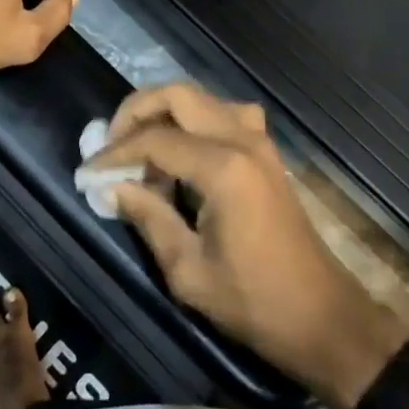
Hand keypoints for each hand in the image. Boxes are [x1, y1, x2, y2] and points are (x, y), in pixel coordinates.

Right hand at [89, 83, 406, 408]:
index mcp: (223, 168)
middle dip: (138, 110)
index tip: (88, 171)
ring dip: (166, 111)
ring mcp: (259, 139)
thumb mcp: (188, 271)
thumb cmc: (253, 301)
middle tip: (112, 144)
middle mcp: (242, 139)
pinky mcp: (266, 150)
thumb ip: (148, 217)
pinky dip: (194, 120)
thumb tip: (113, 186)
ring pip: (202, 97)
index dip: (115, 152)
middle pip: (179, 94)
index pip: (155, 139)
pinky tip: (181, 154)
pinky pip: (223, 113)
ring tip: (141, 148)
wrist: (321, 314)